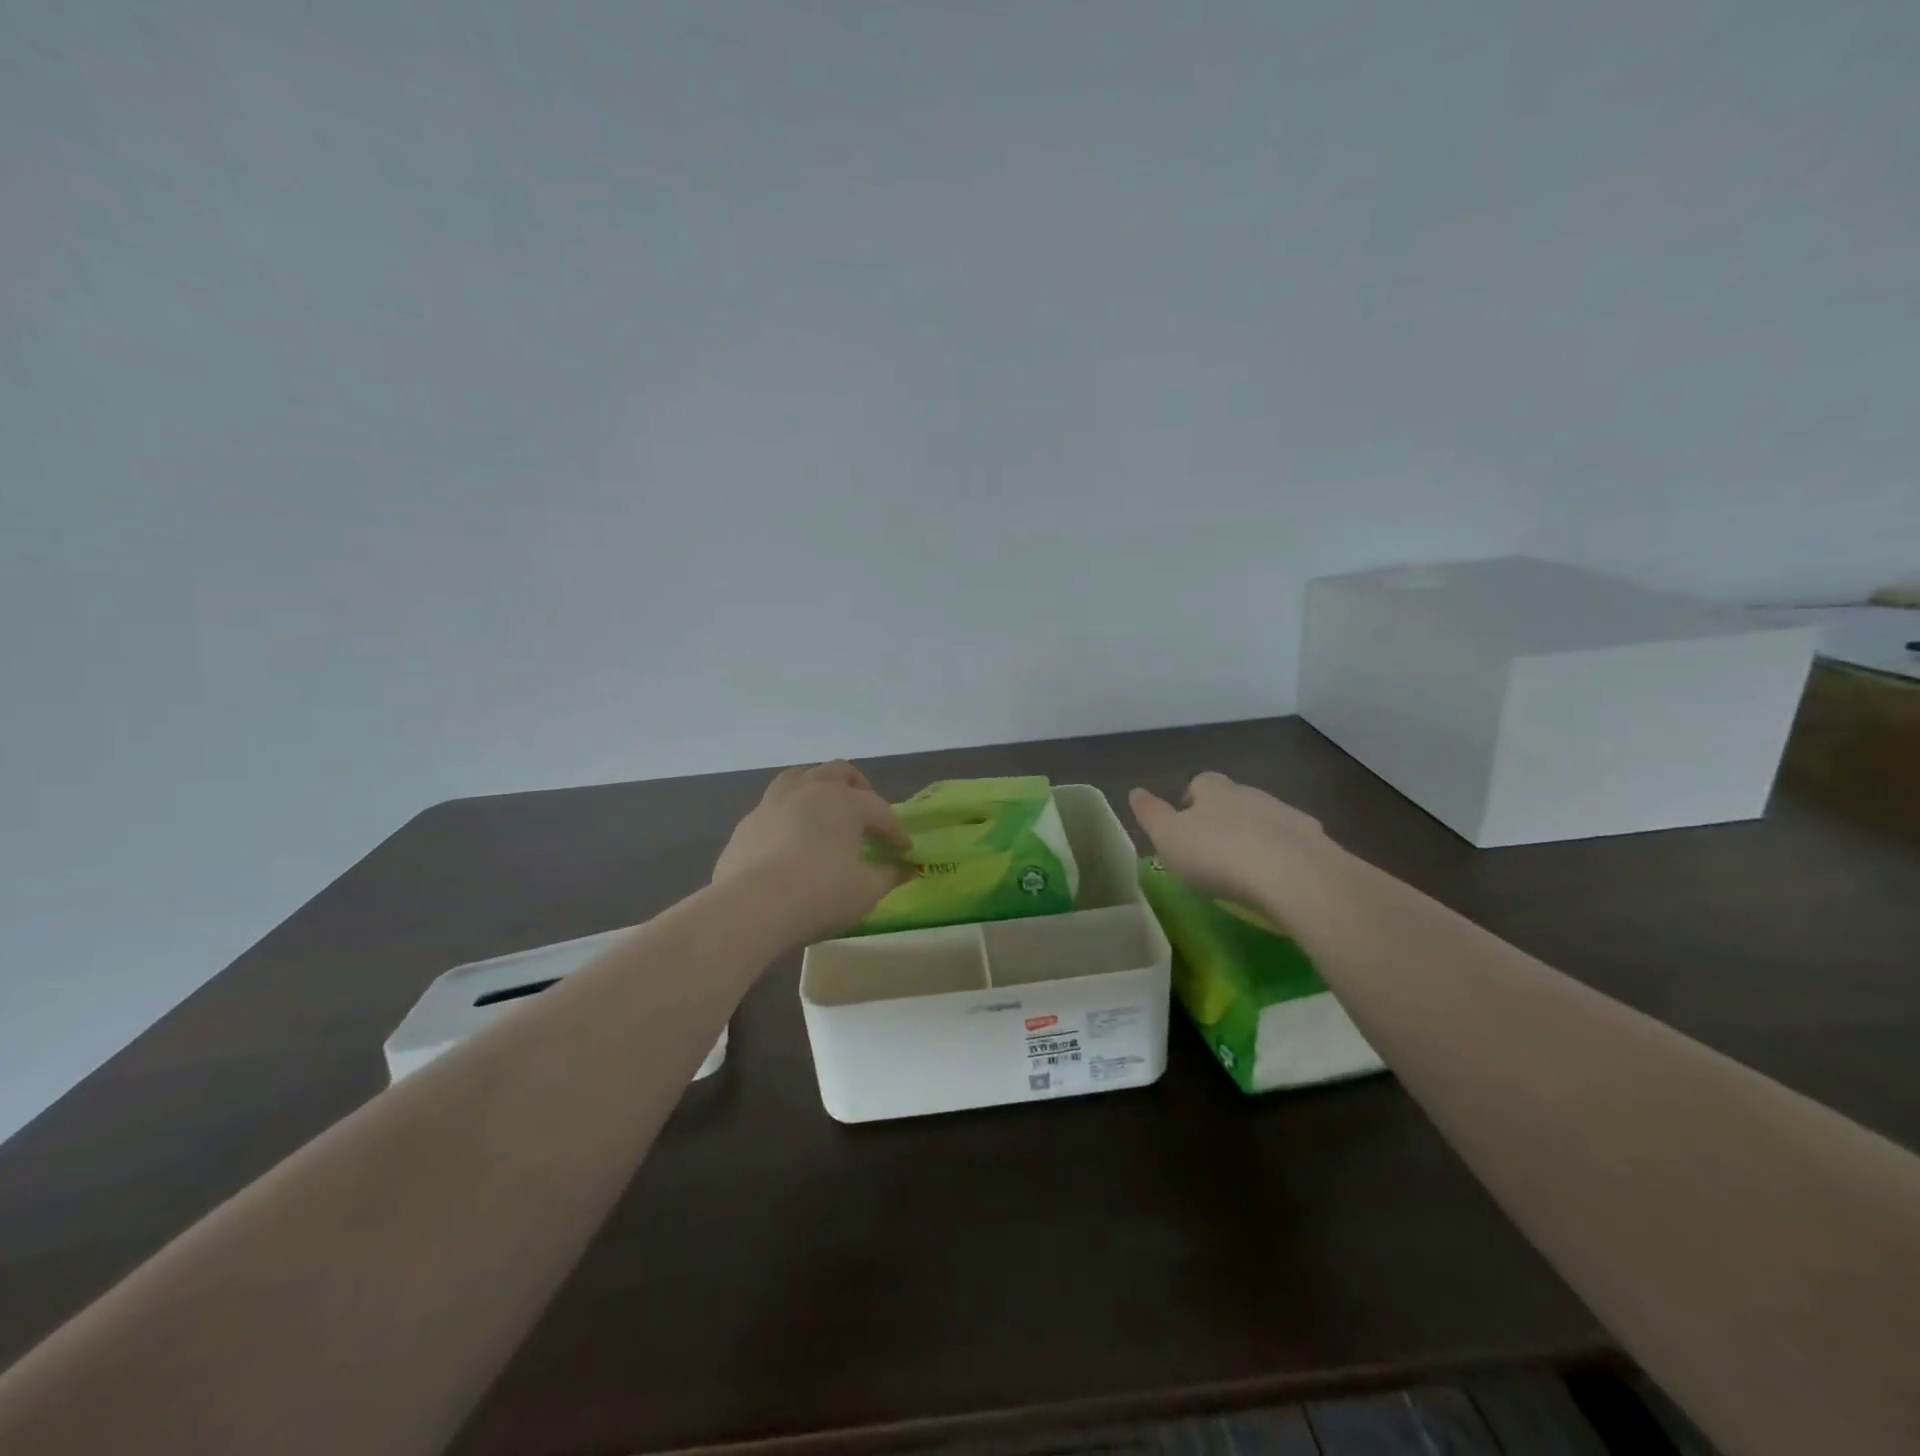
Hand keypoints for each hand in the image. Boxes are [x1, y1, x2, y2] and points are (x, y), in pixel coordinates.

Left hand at [713, 761, 913, 945]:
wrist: (751, 908)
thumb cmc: (820, 894)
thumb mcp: (866, 890)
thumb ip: (889, 875)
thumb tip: (904, 868)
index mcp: (845, 801)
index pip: (880, 811)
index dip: (896, 832)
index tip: (905, 851)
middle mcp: (809, 790)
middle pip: (839, 773)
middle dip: (859, 788)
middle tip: (868, 815)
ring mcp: (773, 803)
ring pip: (800, 778)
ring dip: (818, 788)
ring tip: (826, 810)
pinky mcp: (747, 824)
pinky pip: (774, 807)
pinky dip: (790, 815)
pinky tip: (791, 839)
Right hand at [1129, 772, 1337, 915]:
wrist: (1294, 875)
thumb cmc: (1218, 854)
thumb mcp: (1169, 837)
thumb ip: (1150, 814)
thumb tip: (1135, 791)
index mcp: (1214, 790)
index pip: (1199, 783)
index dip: (1190, 802)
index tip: (1185, 829)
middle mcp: (1251, 793)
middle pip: (1233, 800)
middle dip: (1223, 820)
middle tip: (1212, 852)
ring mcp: (1287, 815)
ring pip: (1264, 820)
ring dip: (1254, 837)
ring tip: (1245, 870)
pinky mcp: (1316, 841)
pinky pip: (1293, 844)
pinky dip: (1283, 856)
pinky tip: (1277, 881)